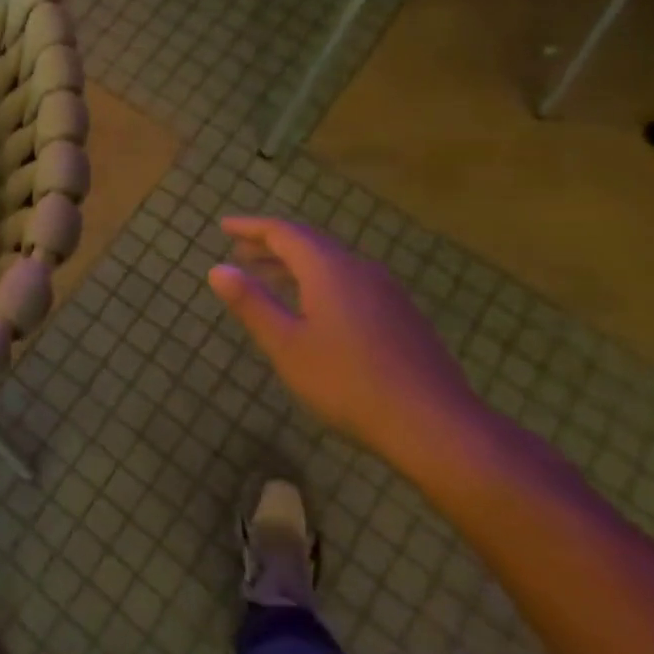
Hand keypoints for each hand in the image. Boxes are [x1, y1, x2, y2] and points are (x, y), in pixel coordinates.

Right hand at [207, 216, 485, 473]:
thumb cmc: (348, 383)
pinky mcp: (402, 317)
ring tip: (268, 278)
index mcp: (329, 269)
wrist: (436, 426)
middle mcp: (360, 270)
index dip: (250, 227)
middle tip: (240, 253)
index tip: (224, 227)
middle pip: (309, 244)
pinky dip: (319, 283)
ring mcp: (387, 293)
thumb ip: (251, 303)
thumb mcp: (286, 345)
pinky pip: (350, 283)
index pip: (283, 232)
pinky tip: (314, 310)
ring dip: (295, 266)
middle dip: (271, 245)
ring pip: (332, 265)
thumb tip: (217, 269)